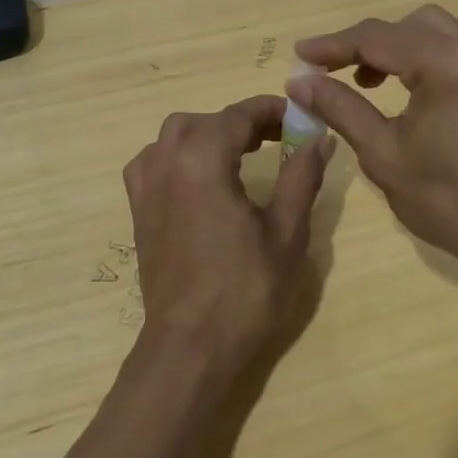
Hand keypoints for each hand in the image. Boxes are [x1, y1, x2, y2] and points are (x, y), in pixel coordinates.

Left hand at [121, 96, 332, 383]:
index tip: (300, 116)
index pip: (239, 114)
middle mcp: (167, 159)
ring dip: (211, 134)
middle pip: (207, 120)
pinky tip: (201, 176)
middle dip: (243, 122)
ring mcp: (146, 183)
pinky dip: (180, 153)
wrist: (191, 347)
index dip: (272, 110)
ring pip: (177, 135)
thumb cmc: (245, 291)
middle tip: (279, 139)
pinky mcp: (138, 207)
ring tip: (244, 154)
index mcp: (202, 158)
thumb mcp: (287, 232)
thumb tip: (320, 137)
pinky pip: (156, 159)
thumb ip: (302, 175)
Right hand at [289, 6, 457, 301]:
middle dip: (365, 44)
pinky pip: (455, 51)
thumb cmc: (450, 201)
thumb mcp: (383, 154)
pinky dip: (424, 59)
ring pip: (433, 33)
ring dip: (395, 48)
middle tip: (331, 72)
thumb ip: (340, 108)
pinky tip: (408, 91)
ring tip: (365, 82)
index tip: (299, 55)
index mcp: (448, 64)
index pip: (377, 37)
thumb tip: (299, 82)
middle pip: (406, 26)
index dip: (332, 45)